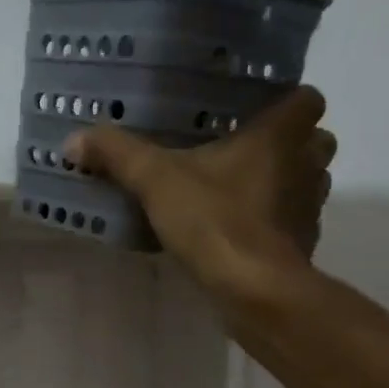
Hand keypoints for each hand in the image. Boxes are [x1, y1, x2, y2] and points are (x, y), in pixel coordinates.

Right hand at [68, 87, 335, 313]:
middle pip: (314, 140)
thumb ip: (119, 155)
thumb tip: (74, 139)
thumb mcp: (156, 181)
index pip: (307, 98)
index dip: (286, 102)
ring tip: (238, 192)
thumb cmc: (214, 220)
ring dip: (282, 183)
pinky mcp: (302, 244)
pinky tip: (239, 233)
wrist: (253, 288)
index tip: (255, 112)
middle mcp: (306, 164)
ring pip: (307, 181)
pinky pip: (293, 222)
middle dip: (287, 144)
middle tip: (243, 152)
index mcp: (281, 135)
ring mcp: (309, 207)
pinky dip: (274, 223)